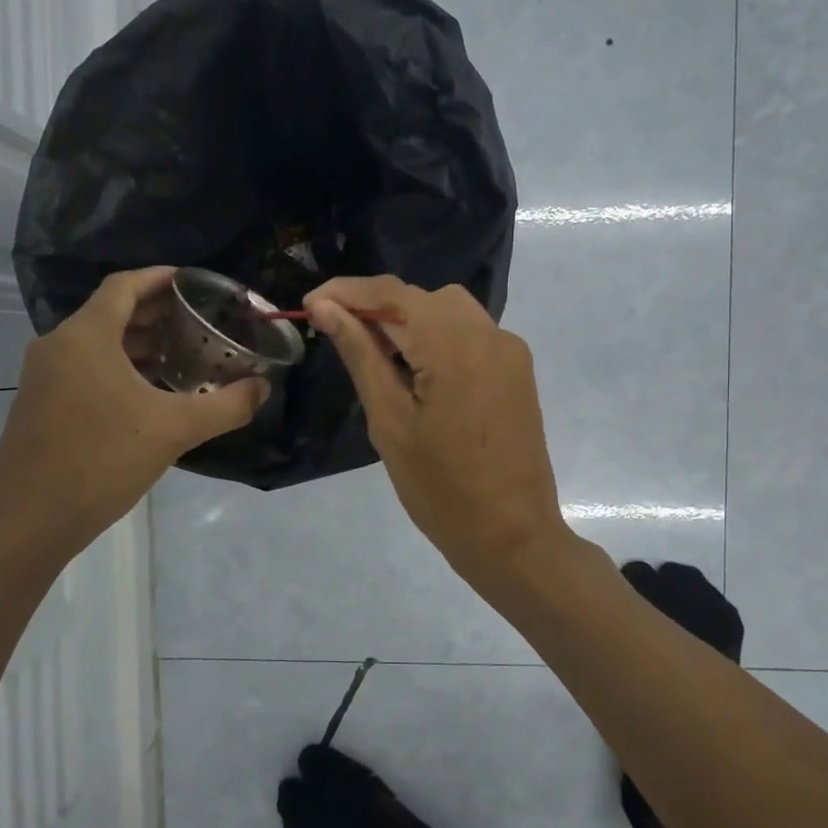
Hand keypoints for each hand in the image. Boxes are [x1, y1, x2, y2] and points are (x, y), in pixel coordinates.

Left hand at [0, 267, 268, 563]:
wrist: (31, 519)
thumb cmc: (102, 460)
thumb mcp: (174, 430)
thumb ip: (226, 406)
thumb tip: (262, 388)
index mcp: (85, 336)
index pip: (124, 286)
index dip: (160, 278)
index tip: (194, 283)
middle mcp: (58, 346)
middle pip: (111, 313)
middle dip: (156, 314)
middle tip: (199, 324)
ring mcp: (43, 377)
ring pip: (97, 344)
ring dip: (139, 345)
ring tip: (182, 358)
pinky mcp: (40, 405)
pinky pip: (85, 370)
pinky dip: (119, 369)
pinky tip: (149, 396)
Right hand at [304, 276, 572, 583]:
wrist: (512, 535)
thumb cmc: (440, 488)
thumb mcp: (390, 421)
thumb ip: (361, 355)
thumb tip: (327, 308)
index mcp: (455, 344)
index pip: (392, 293)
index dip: (346, 292)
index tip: (310, 305)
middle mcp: (489, 333)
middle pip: (422, 297)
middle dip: (377, 307)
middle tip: (338, 335)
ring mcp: (509, 350)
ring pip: (448, 311)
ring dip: (408, 321)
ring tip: (375, 357)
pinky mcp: (517, 370)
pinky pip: (470, 334)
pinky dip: (437, 338)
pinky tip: (417, 372)